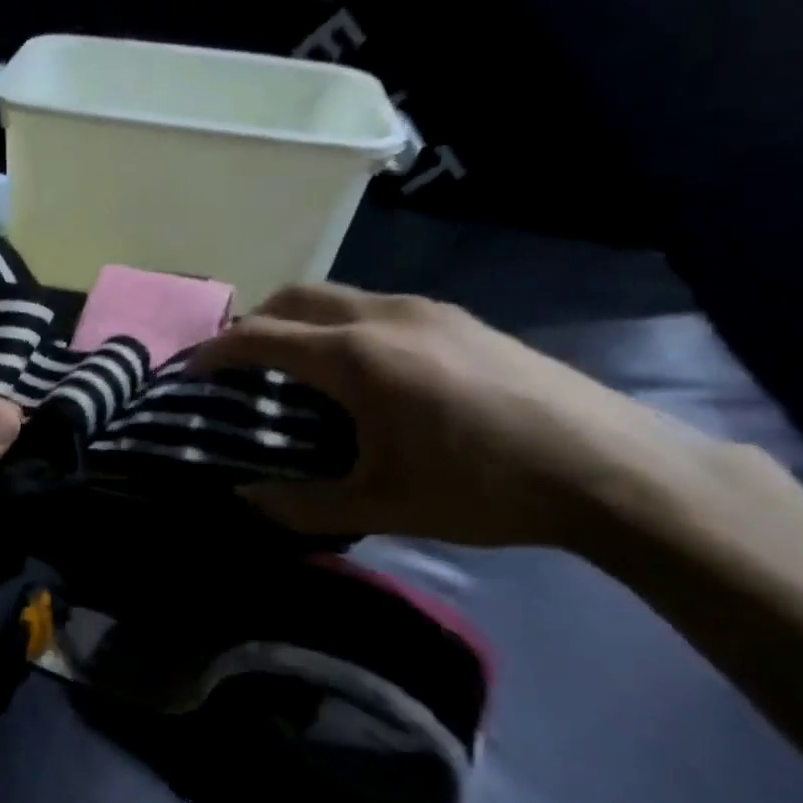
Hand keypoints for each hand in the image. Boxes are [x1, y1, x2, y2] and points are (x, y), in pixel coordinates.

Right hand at [196, 283, 718, 549]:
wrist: (610, 467)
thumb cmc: (482, 487)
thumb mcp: (382, 506)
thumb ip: (300, 504)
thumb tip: (245, 497)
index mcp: (355, 357)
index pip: (261, 336)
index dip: (217, 351)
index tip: (192, 371)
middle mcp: (383, 316)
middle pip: (295, 297)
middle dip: (255, 323)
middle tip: (239, 365)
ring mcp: (426, 309)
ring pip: (338, 296)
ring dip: (300, 321)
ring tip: (296, 368)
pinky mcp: (458, 317)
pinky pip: (375, 306)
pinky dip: (341, 325)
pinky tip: (363, 370)